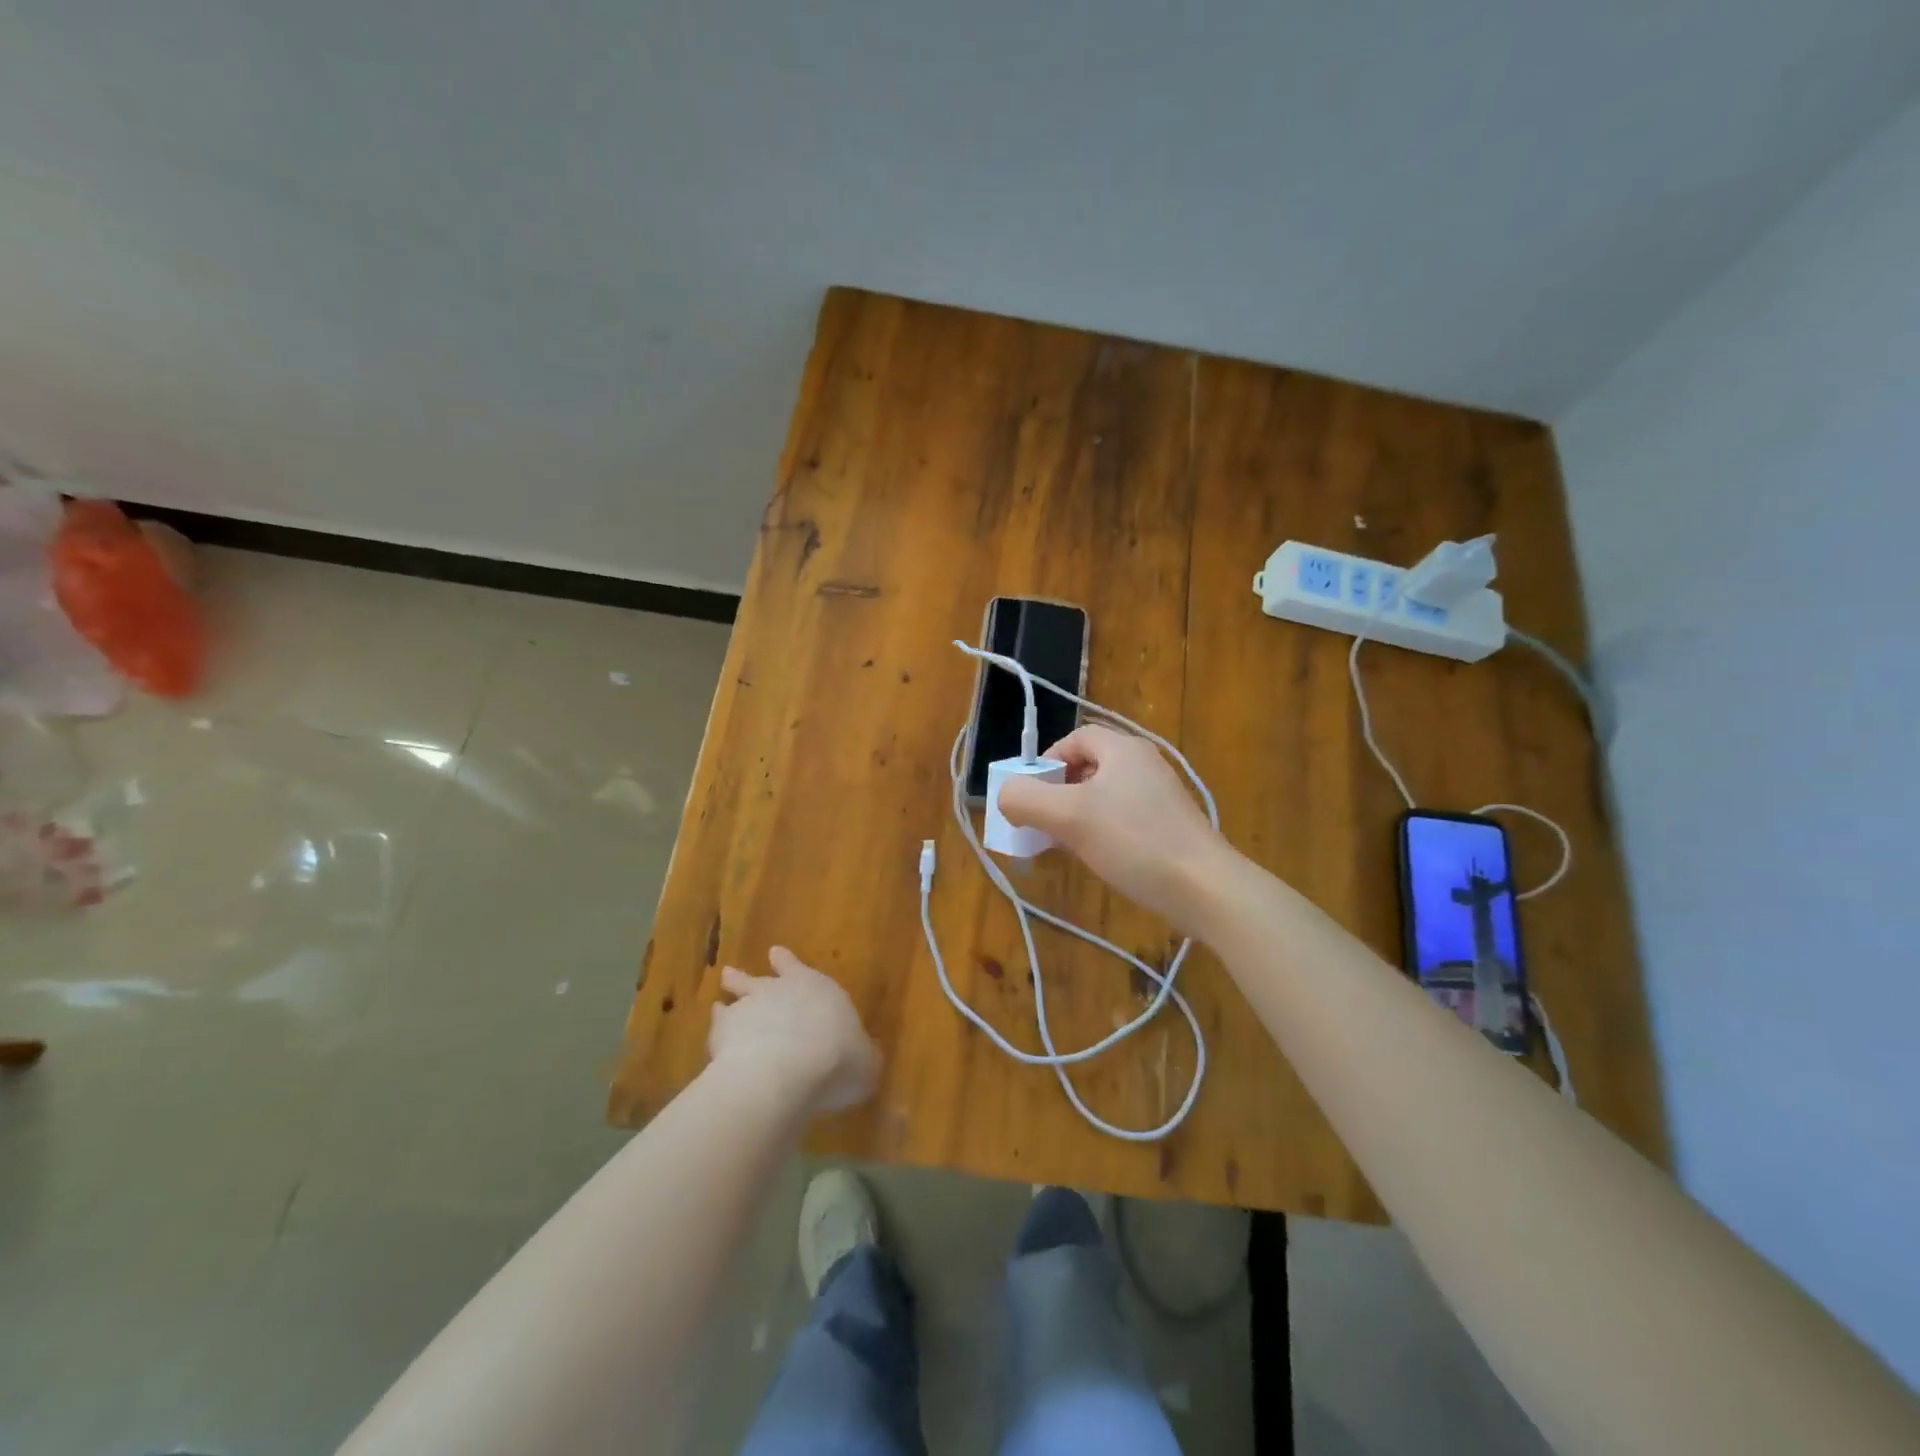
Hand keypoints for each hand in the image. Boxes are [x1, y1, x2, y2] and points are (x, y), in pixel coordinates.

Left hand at [709, 946, 880, 1116]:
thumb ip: (862, 1055)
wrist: (786, 1072)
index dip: (787, 963)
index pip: (797, 967)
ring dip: (728, 1000)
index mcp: (816, 987)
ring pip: (734, 997)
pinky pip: (717, 1027)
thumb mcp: (865, 1062)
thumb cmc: (837, 1060)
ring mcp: (747, 1009)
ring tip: (718, 1003)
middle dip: (747, 977)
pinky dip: (716, 1030)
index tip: (775, 953)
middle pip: (759, 979)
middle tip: (732, 973)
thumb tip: (866, 1055)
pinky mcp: (722, 1034)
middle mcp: (779, 991)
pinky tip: (713, 1039)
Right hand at [997, 723, 1224, 927]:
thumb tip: (1005, 795)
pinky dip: (1102, 831)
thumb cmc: (1133, 841)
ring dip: (1078, 815)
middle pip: (1089, 766)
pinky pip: (1124, 818)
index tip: (1031, 794)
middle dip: (1058, 792)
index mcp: (1123, 749)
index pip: (1075, 738)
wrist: (1204, 887)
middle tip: (1044, 821)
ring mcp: (1161, 796)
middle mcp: (1144, 764)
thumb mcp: (1068, 817)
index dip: (1046, 761)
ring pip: (1105, 796)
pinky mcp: (1170, 826)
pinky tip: (1097, 859)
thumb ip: (1025, 799)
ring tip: (1064, 844)